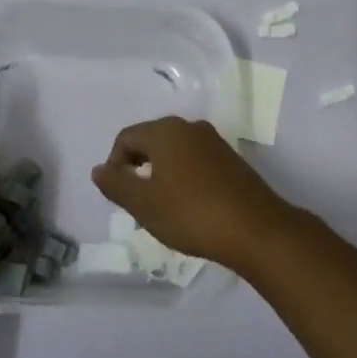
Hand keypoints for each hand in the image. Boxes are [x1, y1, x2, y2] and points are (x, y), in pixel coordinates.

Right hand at [90, 116, 304, 271]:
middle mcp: (190, 127)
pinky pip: (195, 161)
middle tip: (138, 203)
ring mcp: (214, 142)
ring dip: (161, 175)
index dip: (115, 165)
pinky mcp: (232, 159)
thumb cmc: (191, 214)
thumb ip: (116, 184)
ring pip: (174, 152)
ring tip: (163, 208)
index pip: (126, 138)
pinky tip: (190, 207)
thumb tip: (99, 170)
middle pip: (150, 141)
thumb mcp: (144, 204)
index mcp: (166, 131)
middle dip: (138, 169)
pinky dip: (184, 178)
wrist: (257, 230)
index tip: (120, 196)